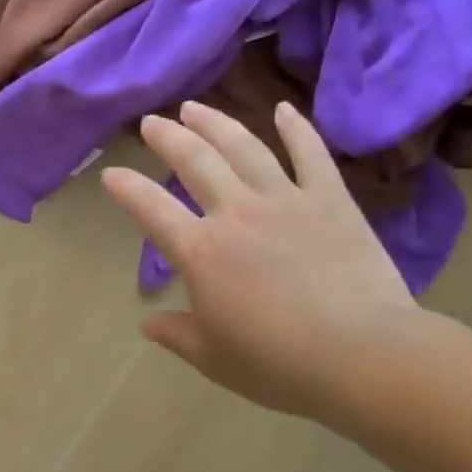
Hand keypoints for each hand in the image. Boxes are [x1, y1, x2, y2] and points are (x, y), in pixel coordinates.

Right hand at [102, 100, 422, 420]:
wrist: (361, 355)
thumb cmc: (277, 364)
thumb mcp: (212, 357)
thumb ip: (176, 334)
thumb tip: (146, 324)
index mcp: (200, 252)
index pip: (151, 209)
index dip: (126, 188)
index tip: (111, 173)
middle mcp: (236, 213)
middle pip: (195, 162)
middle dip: (168, 138)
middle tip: (152, 121)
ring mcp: (286, 200)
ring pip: (244, 148)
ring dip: (216, 123)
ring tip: (195, 107)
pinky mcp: (331, 200)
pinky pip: (311, 154)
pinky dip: (296, 128)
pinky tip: (283, 108)